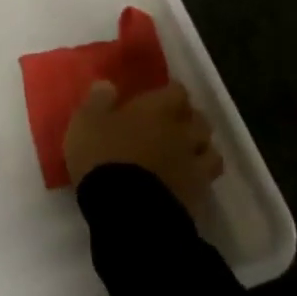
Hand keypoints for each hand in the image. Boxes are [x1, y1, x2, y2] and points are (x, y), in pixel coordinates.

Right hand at [64, 81, 224, 209]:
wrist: (126, 210)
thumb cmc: (103, 157)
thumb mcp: (86, 123)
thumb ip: (98, 100)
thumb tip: (108, 84)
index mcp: (156, 109)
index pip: (177, 91)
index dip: (171, 92)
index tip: (161, 96)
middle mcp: (181, 132)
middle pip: (199, 119)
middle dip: (190, 119)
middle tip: (174, 124)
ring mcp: (193, 165)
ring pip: (210, 150)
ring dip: (200, 148)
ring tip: (186, 153)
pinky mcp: (197, 196)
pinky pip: (207, 181)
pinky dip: (200, 177)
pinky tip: (187, 180)